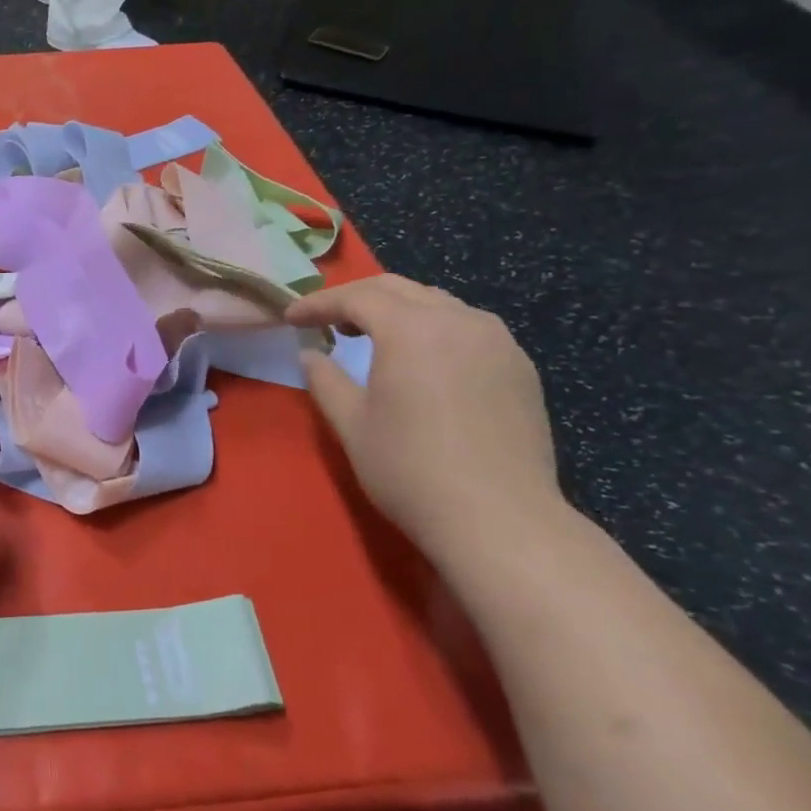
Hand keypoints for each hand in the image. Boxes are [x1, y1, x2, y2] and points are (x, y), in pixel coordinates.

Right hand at [288, 276, 563, 560]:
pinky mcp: (520, 367)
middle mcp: (459, 321)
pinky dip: (435, 328)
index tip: (290, 317)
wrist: (500, 521)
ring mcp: (498, 342)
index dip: (318, 303)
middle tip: (327, 321)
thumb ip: (325, 380)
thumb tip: (311, 355)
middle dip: (356, 297)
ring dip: (398, 310)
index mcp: (412, 329)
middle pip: (399, 289)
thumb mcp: (351, 424)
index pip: (356, 297)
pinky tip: (424, 359)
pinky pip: (469, 327)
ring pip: (438, 303)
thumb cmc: (411, 470)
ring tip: (373, 336)